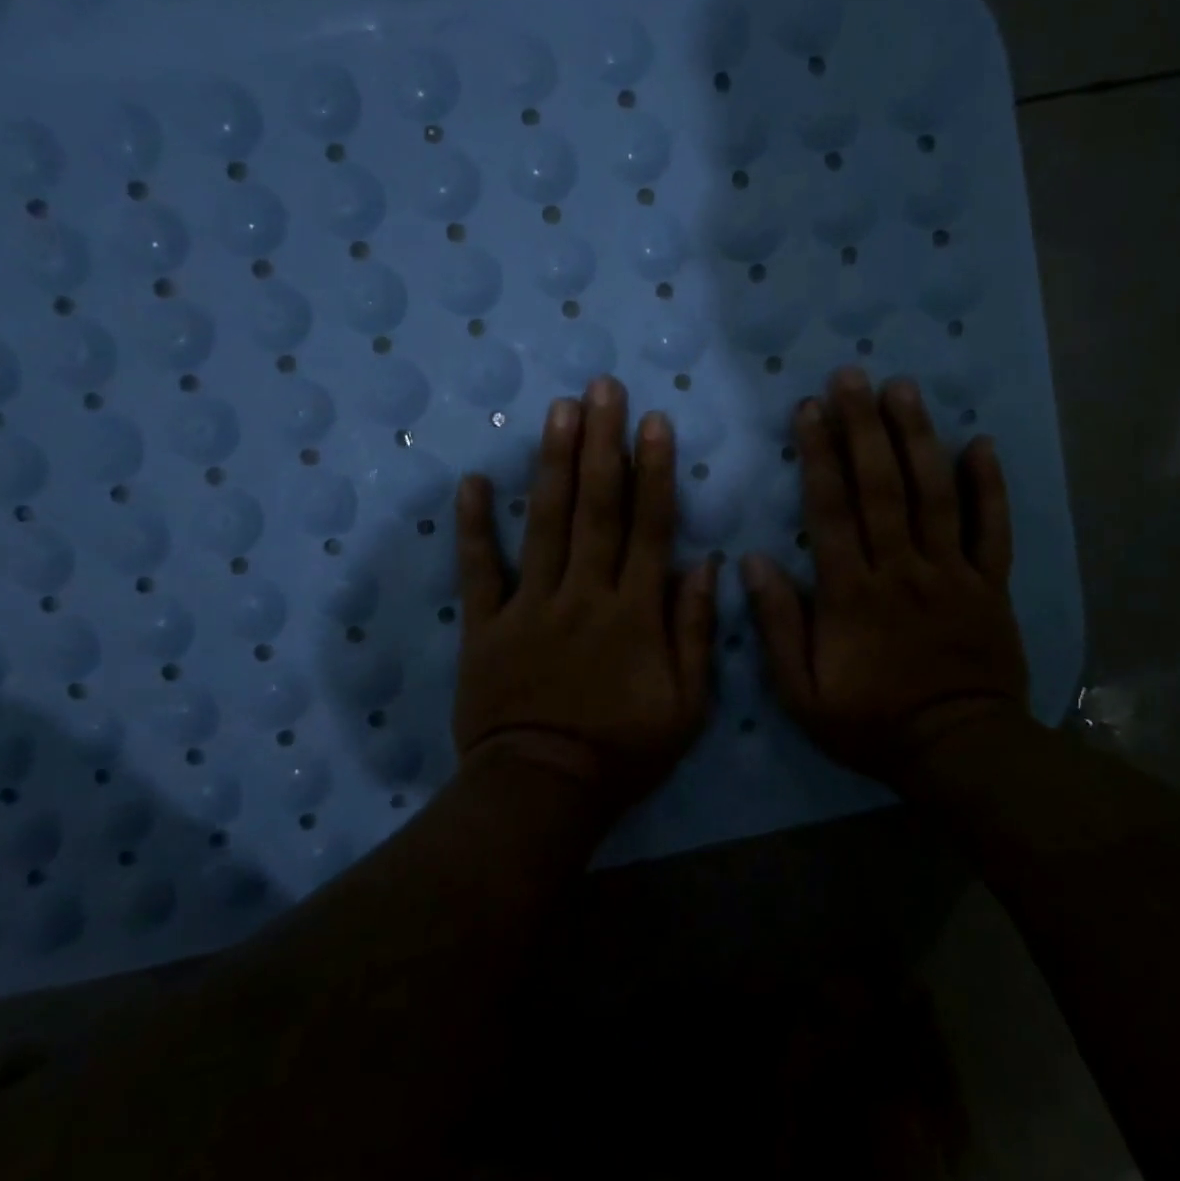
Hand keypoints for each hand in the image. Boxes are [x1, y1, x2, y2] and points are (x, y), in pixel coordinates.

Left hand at [452, 376, 717, 817]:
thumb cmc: (623, 750)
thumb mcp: (688, 705)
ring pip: (544, 524)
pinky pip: (479, 570)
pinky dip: (474, 526)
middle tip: (601, 388)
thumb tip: (706, 563)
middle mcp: (583, 594)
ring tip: (557, 410)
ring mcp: (530, 605)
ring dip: (553, 464)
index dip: (653, 471)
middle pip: (596, 508)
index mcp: (634, 612)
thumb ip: (696, 631)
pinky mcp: (486, 626)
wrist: (542, 792)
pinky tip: (473, 481)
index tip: (654, 421)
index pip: (648, 527)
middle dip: (601, 443)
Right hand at [741, 368, 1029, 787]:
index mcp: (852, 593)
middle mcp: (901, 570)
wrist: (958, 752)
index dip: (818, 455)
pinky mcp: (990, 584)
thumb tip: (751, 562)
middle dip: (864, 427)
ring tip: (904, 389)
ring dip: (918, 438)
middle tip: (853, 376)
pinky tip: (980, 442)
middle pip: (882, 487)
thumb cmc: (871, 722)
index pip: (831, 510)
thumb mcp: (801, 693)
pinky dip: (988, 485)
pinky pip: (991, 529)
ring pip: (934, 495)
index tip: (808, 408)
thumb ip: (777, 626)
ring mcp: (951, 573)